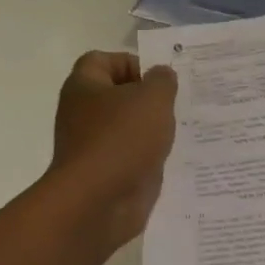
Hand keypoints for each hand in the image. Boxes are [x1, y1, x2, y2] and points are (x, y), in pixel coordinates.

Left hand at [46, 52, 177, 253]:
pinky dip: (149, 157)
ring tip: (180, 131)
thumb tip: (161, 75)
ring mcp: (93, 145)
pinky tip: (172, 158)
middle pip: (118, 95)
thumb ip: (162, 81)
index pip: (103, 60)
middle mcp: (83, 113)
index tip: (159, 79)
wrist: (98, 203)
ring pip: (127, 128)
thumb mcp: (152, 98)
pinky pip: (131, 156)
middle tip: (177, 104)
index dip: (132, 63)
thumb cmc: (122, 139)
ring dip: (152, 129)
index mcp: (84, 86)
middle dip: (149, 98)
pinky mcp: (106, 173)